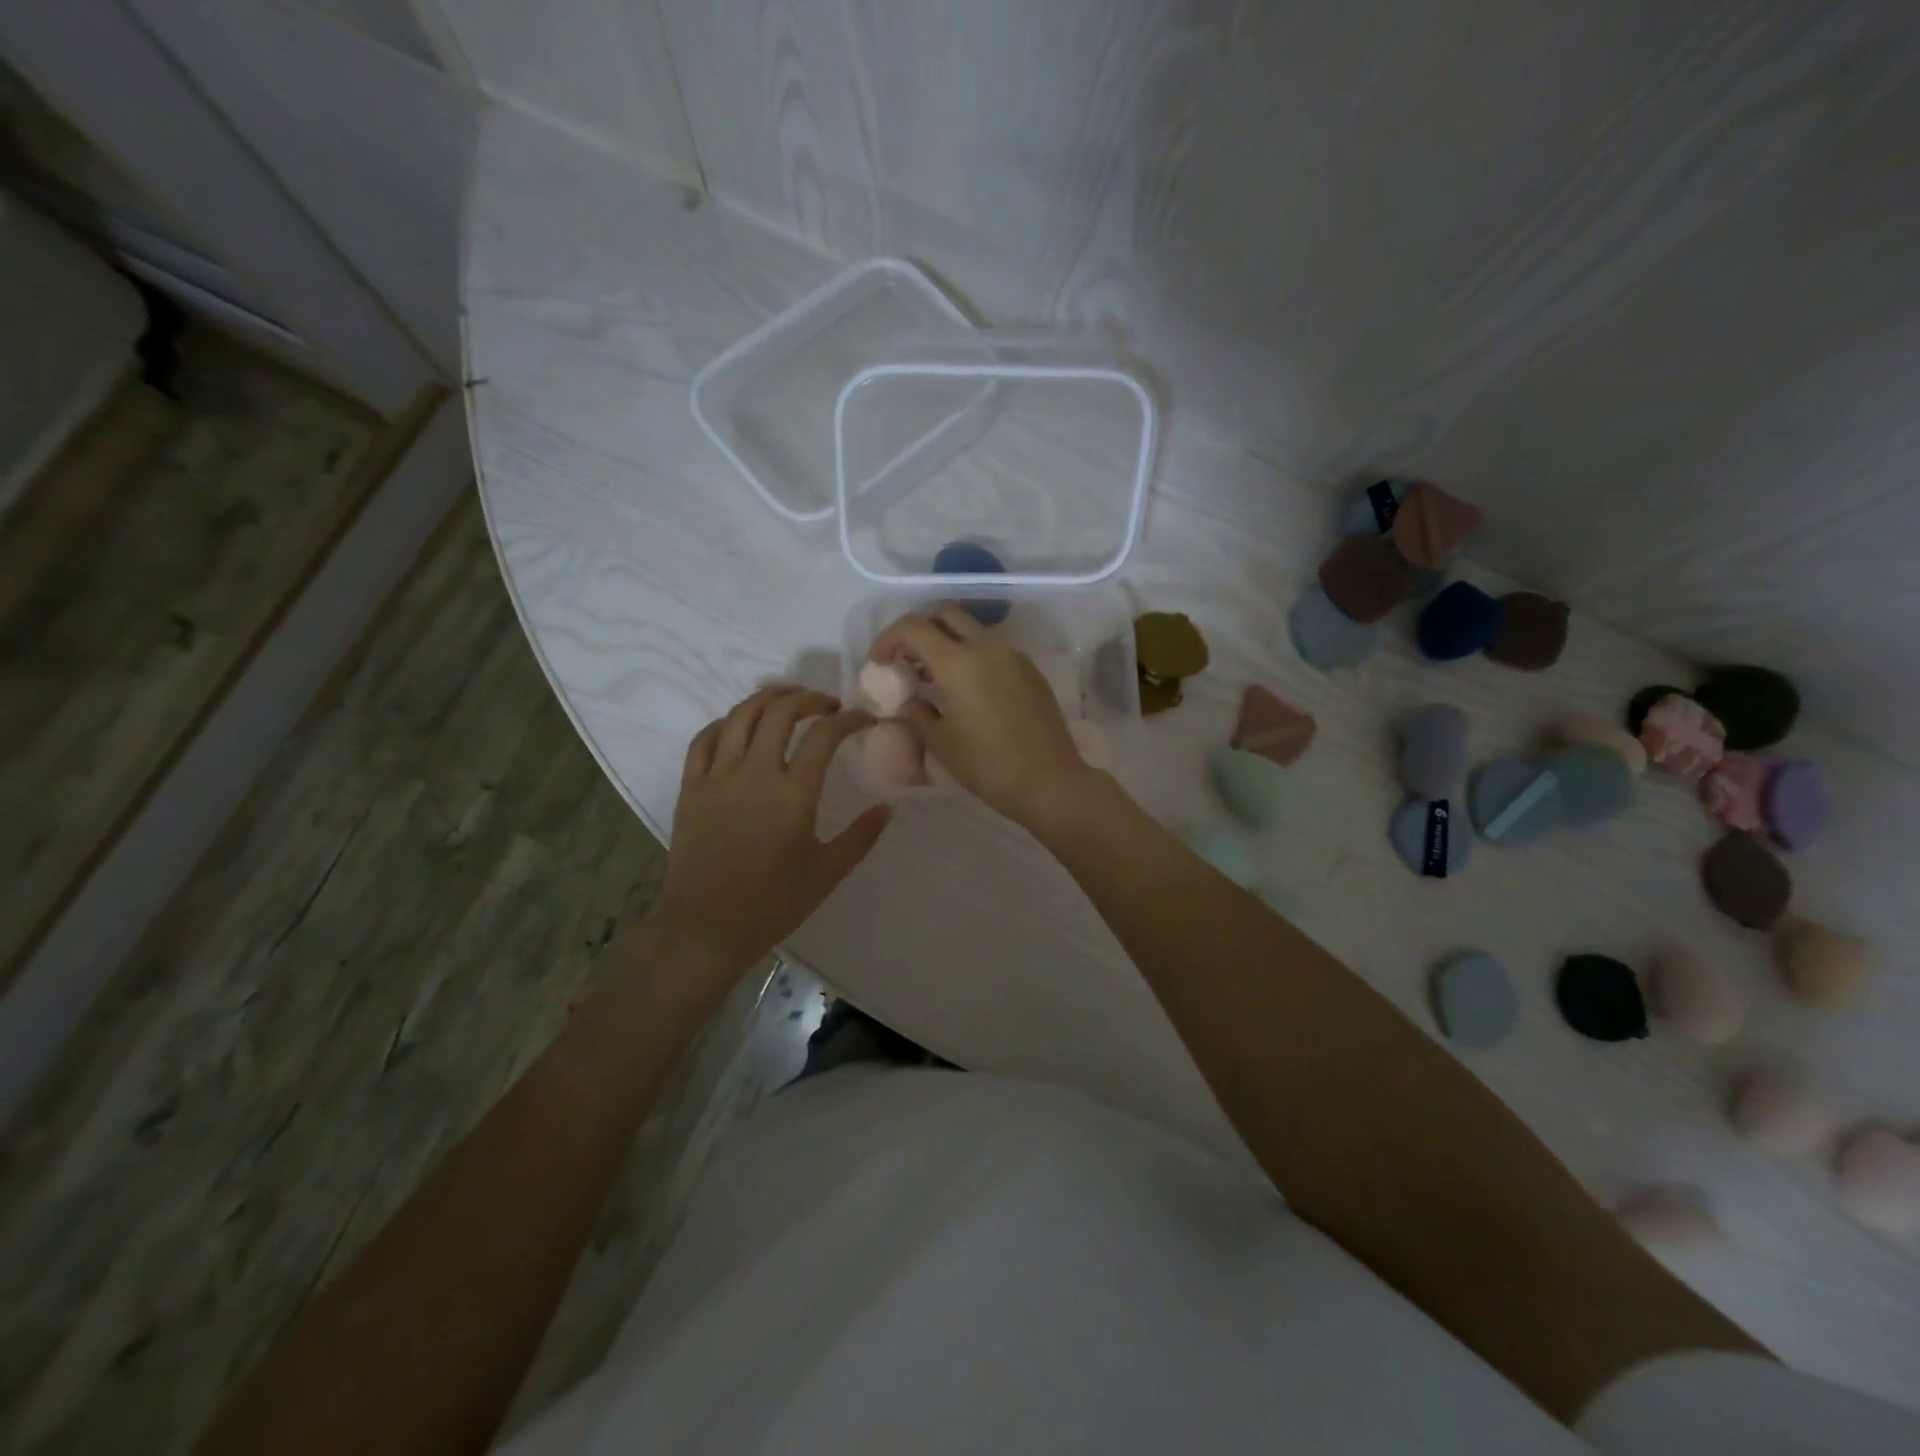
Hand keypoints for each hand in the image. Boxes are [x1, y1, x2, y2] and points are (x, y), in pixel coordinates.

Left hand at [653, 687, 890, 982]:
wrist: (706, 928)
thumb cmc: (773, 903)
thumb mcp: (828, 872)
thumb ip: (861, 836)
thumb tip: (887, 807)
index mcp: (793, 793)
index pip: (825, 735)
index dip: (849, 719)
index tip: (865, 720)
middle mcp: (755, 773)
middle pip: (781, 711)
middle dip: (809, 698)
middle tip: (827, 704)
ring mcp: (717, 777)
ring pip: (741, 715)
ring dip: (768, 698)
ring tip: (787, 699)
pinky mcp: (690, 787)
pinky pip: (704, 739)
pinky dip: (726, 722)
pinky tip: (738, 725)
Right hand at [872, 605, 1097, 827]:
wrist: (1048, 780)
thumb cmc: (986, 765)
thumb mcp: (940, 742)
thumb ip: (918, 714)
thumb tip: (912, 701)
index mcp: (957, 661)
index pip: (913, 627)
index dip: (888, 638)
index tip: (880, 661)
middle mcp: (987, 646)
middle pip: (946, 614)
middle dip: (921, 628)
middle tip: (909, 659)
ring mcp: (1014, 655)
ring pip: (973, 629)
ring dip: (950, 641)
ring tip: (938, 677)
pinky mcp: (1031, 670)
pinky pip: (995, 649)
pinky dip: (974, 656)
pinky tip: (970, 689)